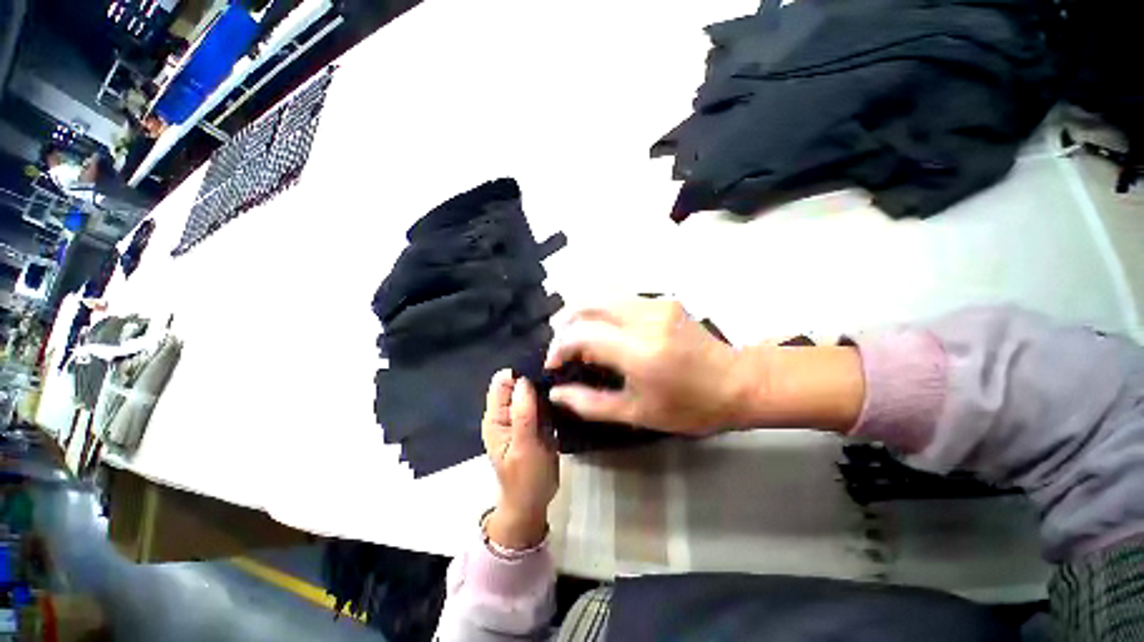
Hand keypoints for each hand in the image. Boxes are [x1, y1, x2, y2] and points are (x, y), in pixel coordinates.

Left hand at [482, 370, 557, 549]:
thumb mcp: (524, 448)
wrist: (534, 502)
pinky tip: (565, 396)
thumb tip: (524, 380)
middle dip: (535, 379)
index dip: (520, 374)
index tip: (542, 374)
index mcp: (496, 417)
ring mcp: (523, 416)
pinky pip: (544, 402)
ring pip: (533, 391)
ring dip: (546, 387)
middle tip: (558, 379)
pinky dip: (552, 398)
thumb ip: (523, 415)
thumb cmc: (525, 479)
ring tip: (564, 386)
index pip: (502, 382)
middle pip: (519, 383)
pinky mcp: (537, 421)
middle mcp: (507, 413)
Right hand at [545, 299, 748, 434]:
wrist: (737, 382)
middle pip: (588, 304)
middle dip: (565, 323)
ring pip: (602, 296)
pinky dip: (602, 312)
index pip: (582, 334)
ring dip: (582, 314)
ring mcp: (656, 304)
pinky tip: (603, 330)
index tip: (553, 363)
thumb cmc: (689, 407)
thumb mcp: (636, 414)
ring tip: (577, 337)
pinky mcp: (664, 300)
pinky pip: (620, 299)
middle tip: (561, 346)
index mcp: (640, 352)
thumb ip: (589, 403)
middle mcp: (646, 319)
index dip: (559, 346)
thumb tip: (556, 392)